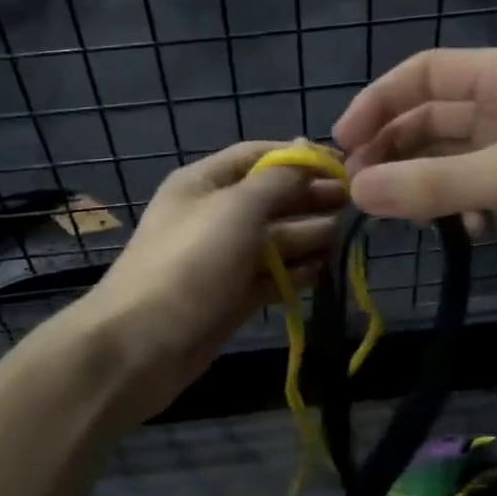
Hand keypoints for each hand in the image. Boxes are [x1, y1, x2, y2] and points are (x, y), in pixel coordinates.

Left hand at [74, 141, 344, 416]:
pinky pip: (270, 275)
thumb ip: (277, 179)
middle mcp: (214, 214)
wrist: (141, 345)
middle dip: (310, 197)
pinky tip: (324, 271)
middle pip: (271, 197)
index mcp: (204, 183)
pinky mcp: (232, 296)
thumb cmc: (191, 263)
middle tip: (355, 204)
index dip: (300, 157)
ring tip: (344, 237)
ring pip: (274, 239)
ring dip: (308, 235)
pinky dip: (295, 272)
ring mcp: (223, 258)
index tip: (344, 165)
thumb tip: (304, 149)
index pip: (258, 156)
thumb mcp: (237, 208)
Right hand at [332, 46, 496, 295]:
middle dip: (393, 148)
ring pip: (448, 160)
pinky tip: (458, 232)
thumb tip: (357, 193)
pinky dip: (455, 211)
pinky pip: (472, 194)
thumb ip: (431, 184)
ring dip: (419, 182)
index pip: (425, 74)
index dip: (378, 102)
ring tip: (389, 212)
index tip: (343, 142)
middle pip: (431, 118)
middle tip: (358, 188)